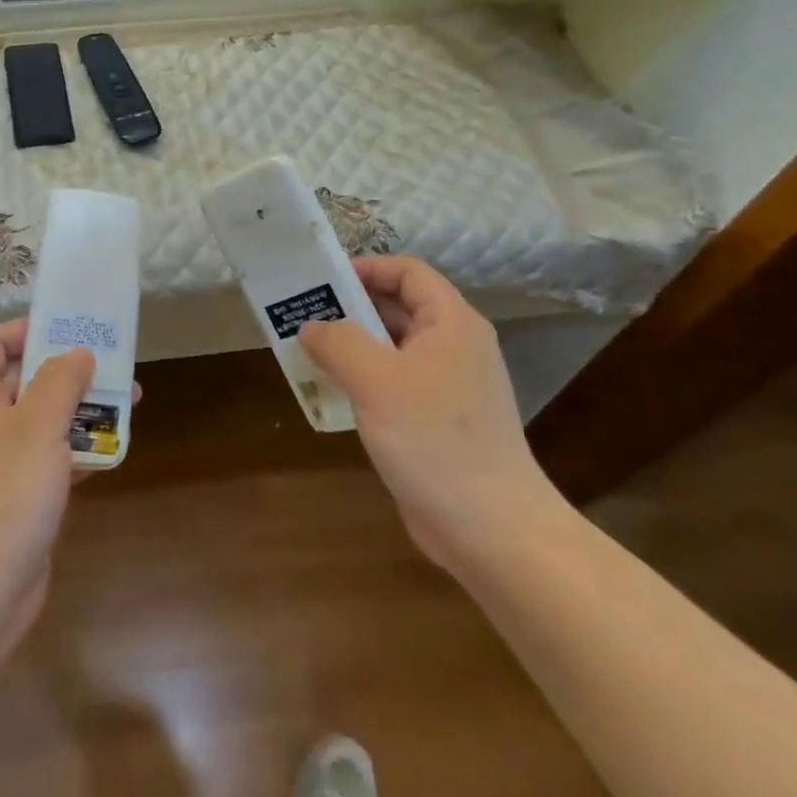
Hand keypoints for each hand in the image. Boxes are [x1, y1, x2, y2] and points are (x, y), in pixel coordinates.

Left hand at [0, 321, 93, 655]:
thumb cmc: (4, 494)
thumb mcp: (38, 425)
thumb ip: (62, 380)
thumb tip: (79, 353)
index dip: (29, 329)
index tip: (72, 327)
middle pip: (24, 379)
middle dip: (69, 371)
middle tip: (114, 363)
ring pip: (42, 420)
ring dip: (81, 411)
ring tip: (128, 401)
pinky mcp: (16, 495)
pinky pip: (48, 458)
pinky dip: (77, 450)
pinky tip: (113, 449)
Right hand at [297, 256, 557, 566]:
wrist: (491, 528)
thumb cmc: (433, 439)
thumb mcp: (375, 379)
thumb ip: (337, 342)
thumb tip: (311, 327)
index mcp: (451, 323)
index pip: (408, 272)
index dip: (367, 268)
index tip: (324, 280)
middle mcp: (455, 346)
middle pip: (400, 307)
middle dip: (352, 307)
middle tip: (306, 314)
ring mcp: (450, 385)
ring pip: (395, 347)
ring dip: (354, 345)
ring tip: (310, 350)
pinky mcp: (440, 420)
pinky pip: (396, 382)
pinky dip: (365, 378)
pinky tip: (335, 392)